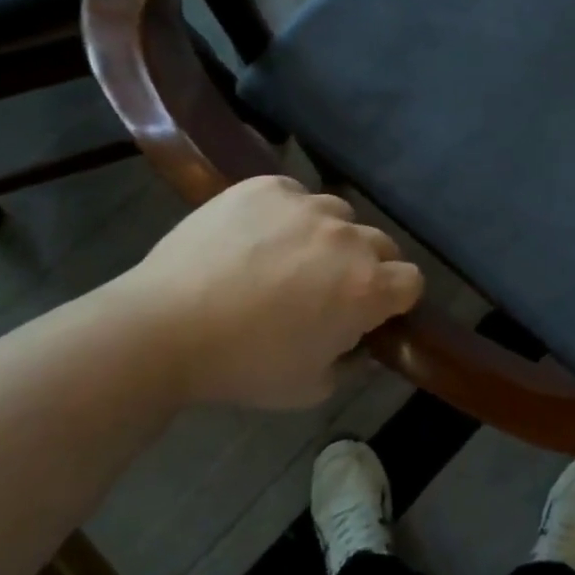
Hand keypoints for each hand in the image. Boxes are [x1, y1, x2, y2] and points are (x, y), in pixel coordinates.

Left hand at [110, 176, 423, 409]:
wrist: (162, 327)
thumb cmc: (243, 366)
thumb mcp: (310, 387)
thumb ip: (350, 363)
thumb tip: (359, 343)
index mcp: (367, 287)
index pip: (412, 281)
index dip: (395, 299)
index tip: (370, 313)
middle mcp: (348, 238)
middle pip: (381, 244)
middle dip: (365, 265)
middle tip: (325, 289)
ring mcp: (307, 205)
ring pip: (338, 216)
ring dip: (326, 237)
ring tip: (285, 259)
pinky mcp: (267, 186)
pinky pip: (294, 195)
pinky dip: (286, 214)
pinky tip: (255, 237)